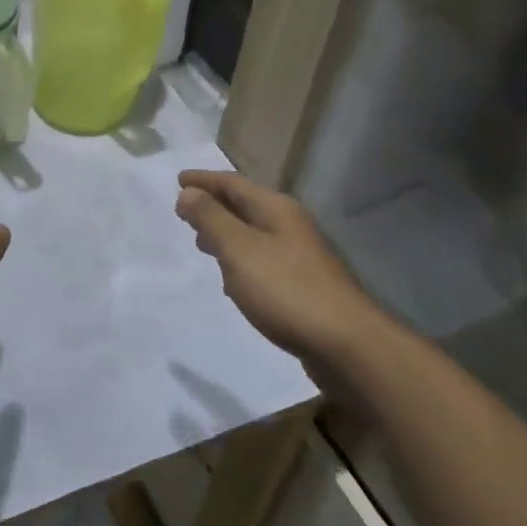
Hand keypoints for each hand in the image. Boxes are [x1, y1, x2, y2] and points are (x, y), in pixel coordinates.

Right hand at [175, 170, 383, 372]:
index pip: (233, 183)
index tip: (178, 180)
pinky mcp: (305, 286)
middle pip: (246, 206)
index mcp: (276, 209)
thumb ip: (211, 219)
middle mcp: (291, 225)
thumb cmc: (286, 289)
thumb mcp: (239, 249)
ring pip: (255, 235)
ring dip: (227, 235)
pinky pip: (264, 261)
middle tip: (186, 212)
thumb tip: (188, 192)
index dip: (204, 180)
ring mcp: (302, 256)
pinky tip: (234, 280)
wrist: (348, 345)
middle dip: (215, 206)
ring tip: (203, 244)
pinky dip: (242, 260)